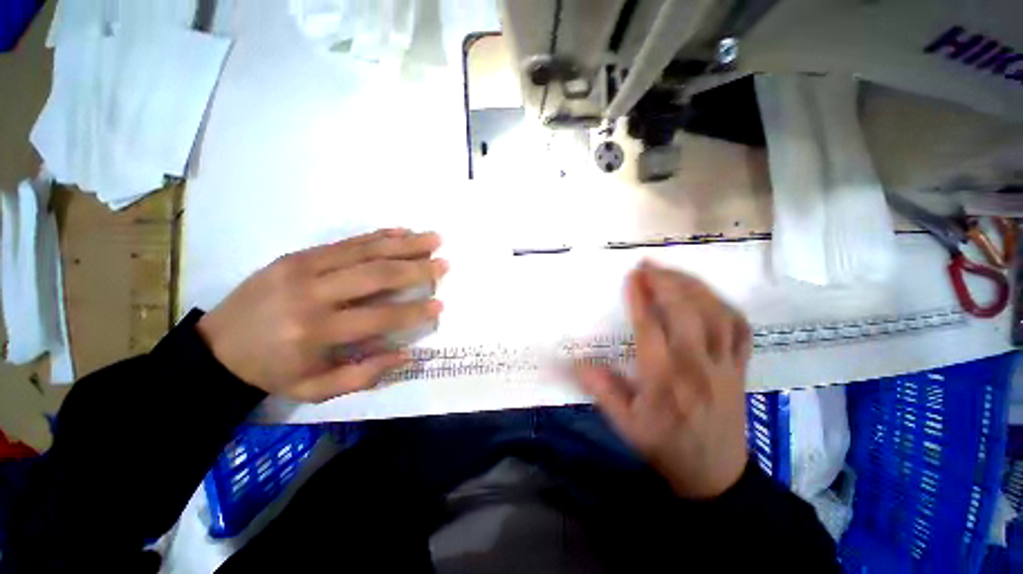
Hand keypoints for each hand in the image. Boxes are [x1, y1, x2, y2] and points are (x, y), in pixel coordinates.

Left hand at [197, 229, 446, 401]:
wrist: (215, 348)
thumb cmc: (271, 372)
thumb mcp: (315, 389)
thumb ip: (364, 374)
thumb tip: (407, 353)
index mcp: (316, 331)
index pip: (380, 316)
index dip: (415, 311)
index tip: (440, 304)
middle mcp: (313, 293)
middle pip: (376, 275)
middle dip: (417, 268)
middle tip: (445, 263)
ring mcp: (303, 267)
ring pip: (365, 251)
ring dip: (405, 244)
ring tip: (433, 239)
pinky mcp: (298, 255)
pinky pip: (346, 241)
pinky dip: (378, 236)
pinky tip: (401, 232)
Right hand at [574, 262, 750, 498]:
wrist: (715, 476)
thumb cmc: (664, 447)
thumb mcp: (625, 425)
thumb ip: (601, 390)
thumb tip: (576, 361)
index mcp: (664, 380)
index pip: (651, 329)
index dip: (641, 298)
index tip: (633, 276)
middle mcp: (697, 367)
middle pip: (687, 313)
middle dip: (667, 282)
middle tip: (649, 266)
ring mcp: (724, 366)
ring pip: (717, 315)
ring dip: (694, 287)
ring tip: (673, 273)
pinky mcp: (739, 368)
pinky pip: (740, 328)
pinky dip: (724, 305)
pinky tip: (707, 296)